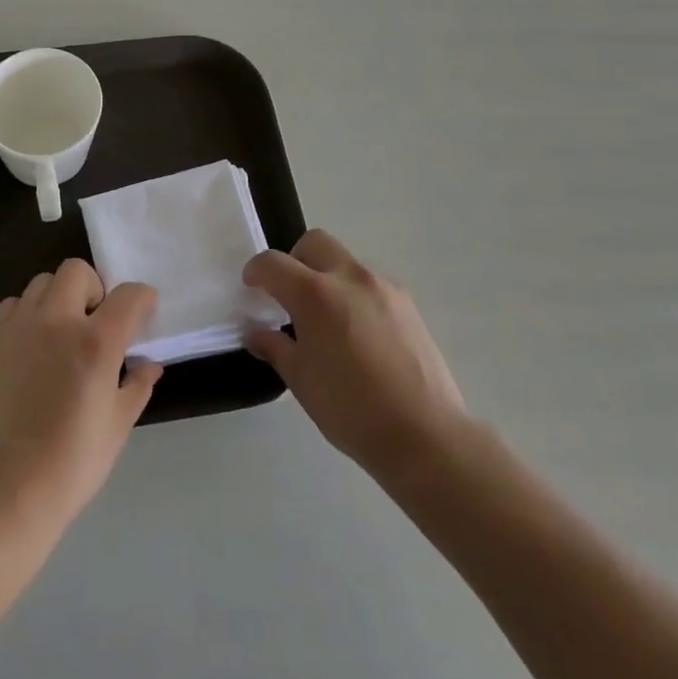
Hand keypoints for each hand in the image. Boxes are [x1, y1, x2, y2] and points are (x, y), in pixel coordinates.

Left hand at [0, 260, 161, 539]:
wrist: (6, 493)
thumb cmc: (71, 465)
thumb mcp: (117, 427)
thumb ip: (137, 386)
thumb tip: (151, 364)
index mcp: (95, 342)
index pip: (129, 295)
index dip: (143, 300)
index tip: (143, 314)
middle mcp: (57, 321)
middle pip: (78, 271)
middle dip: (95, 289)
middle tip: (96, 322)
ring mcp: (20, 327)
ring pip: (43, 282)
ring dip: (59, 298)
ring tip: (61, 332)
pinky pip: (14, 305)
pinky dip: (28, 314)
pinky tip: (33, 346)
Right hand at [243, 230, 469, 485]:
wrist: (425, 435)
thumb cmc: (351, 410)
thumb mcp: (302, 382)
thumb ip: (276, 348)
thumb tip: (259, 333)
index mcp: (315, 294)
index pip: (274, 264)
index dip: (256, 271)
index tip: (252, 286)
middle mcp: (349, 277)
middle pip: (314, 243)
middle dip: (295, 260)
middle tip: (290, 294)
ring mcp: (383, 287)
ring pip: (345, 263)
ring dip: (328, 278)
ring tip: (328, 321)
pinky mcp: (407, 303)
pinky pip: (371, 285)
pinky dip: (355, 296)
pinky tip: (359, 335)